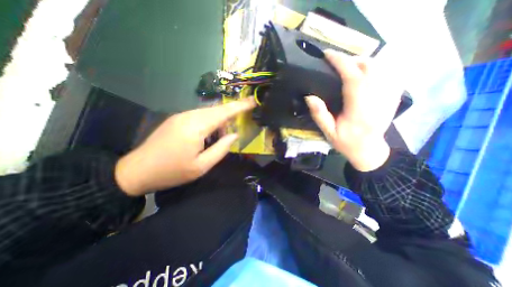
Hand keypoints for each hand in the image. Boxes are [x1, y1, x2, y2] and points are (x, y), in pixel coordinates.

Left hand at [114, 97, 255, 195]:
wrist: (137, 171)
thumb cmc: (172, 172)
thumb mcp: (202, 166)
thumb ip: (221, 149)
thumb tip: (233, 135)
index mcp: (196, 127)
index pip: (223, 112)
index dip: (239, 106)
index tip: (252, 102)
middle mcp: (189, 116)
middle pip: (217, 109)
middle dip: (231, 114)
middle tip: (240, 123)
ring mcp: (181, 116)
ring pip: (208, 112)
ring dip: (220, 120)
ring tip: (223, 135)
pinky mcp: (177, 119)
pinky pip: (200, 115)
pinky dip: (210, 121)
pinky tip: (210, 134)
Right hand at [306, 49, 401, 169]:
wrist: (369, 150)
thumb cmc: (346, 143)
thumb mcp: (328, 133)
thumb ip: (319, 115)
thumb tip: (309, 96)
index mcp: (359, 111)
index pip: (353, 78)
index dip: (341, 63)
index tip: (328, 55)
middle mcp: (376, 101)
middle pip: (369, 68)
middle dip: (350, 59)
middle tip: (335, 62)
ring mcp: (388, 97)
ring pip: (380, 68)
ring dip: (361, 62)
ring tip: (346, 66)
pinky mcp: (392, 97)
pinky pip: (387, 73)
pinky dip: (374, 68)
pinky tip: (363, 73)